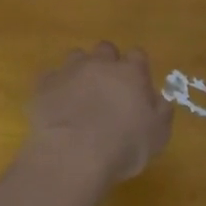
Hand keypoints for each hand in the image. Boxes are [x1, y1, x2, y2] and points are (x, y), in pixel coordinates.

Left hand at [27, 43, 173, 185]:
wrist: (73, 155)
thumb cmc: (124, 146)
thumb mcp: (158, 135)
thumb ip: (161, 112)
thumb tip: (160, 100)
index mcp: (131, 72)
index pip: (137, 55)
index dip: (137, 69)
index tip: (137, 87)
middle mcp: (100, 64)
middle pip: (105, 49)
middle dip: (107, 63)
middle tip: (108, 88)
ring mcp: (69, 71)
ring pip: (76, 57)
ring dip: (80, 71)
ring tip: (80, 94)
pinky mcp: (43, 86)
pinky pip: (50, 78)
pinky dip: (55, 87)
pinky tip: (57, 106)